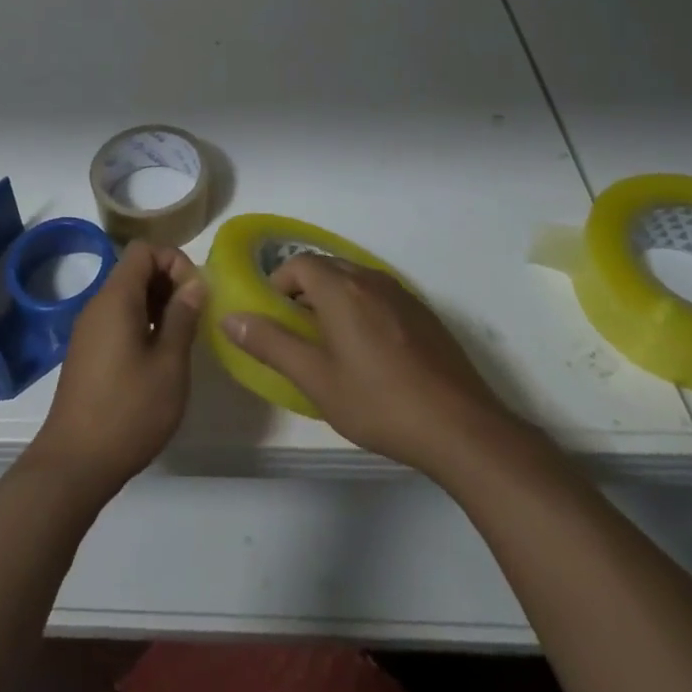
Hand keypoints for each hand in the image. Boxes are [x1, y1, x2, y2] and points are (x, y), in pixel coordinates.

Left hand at [24, 241, 204, 501]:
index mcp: (116, 298)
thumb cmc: (129, 411)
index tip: (195, 293)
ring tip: (181, 338)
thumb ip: (183, 317)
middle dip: (169, 282)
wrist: (75, 463)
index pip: (143, 250)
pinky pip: (117, 319)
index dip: (174, 261)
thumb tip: (195, 283)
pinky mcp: (87, 353)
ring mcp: (89, 330)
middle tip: (194, 317)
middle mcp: (98, 305)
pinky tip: (158, 358)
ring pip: (127, 296)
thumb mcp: (169, 364)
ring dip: (157, 305)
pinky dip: (142, 324)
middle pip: (134, 270)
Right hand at [220, 254, 513, 482]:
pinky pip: (380, 295)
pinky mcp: (424, 314)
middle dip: (304, 289)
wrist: (461, 428)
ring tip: (330, 342)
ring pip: (355, 280)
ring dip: (334, 298)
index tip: (273, 316)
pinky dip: (362, 307)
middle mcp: (371, 279)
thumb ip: (271, 344)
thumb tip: (230, 317)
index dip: (278, 283)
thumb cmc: (379, 402)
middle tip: (296, 330)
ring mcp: (402, 294)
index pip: (298, 264)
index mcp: (341, 288)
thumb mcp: (316, 379)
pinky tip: (370, 351)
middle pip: (327, 267)